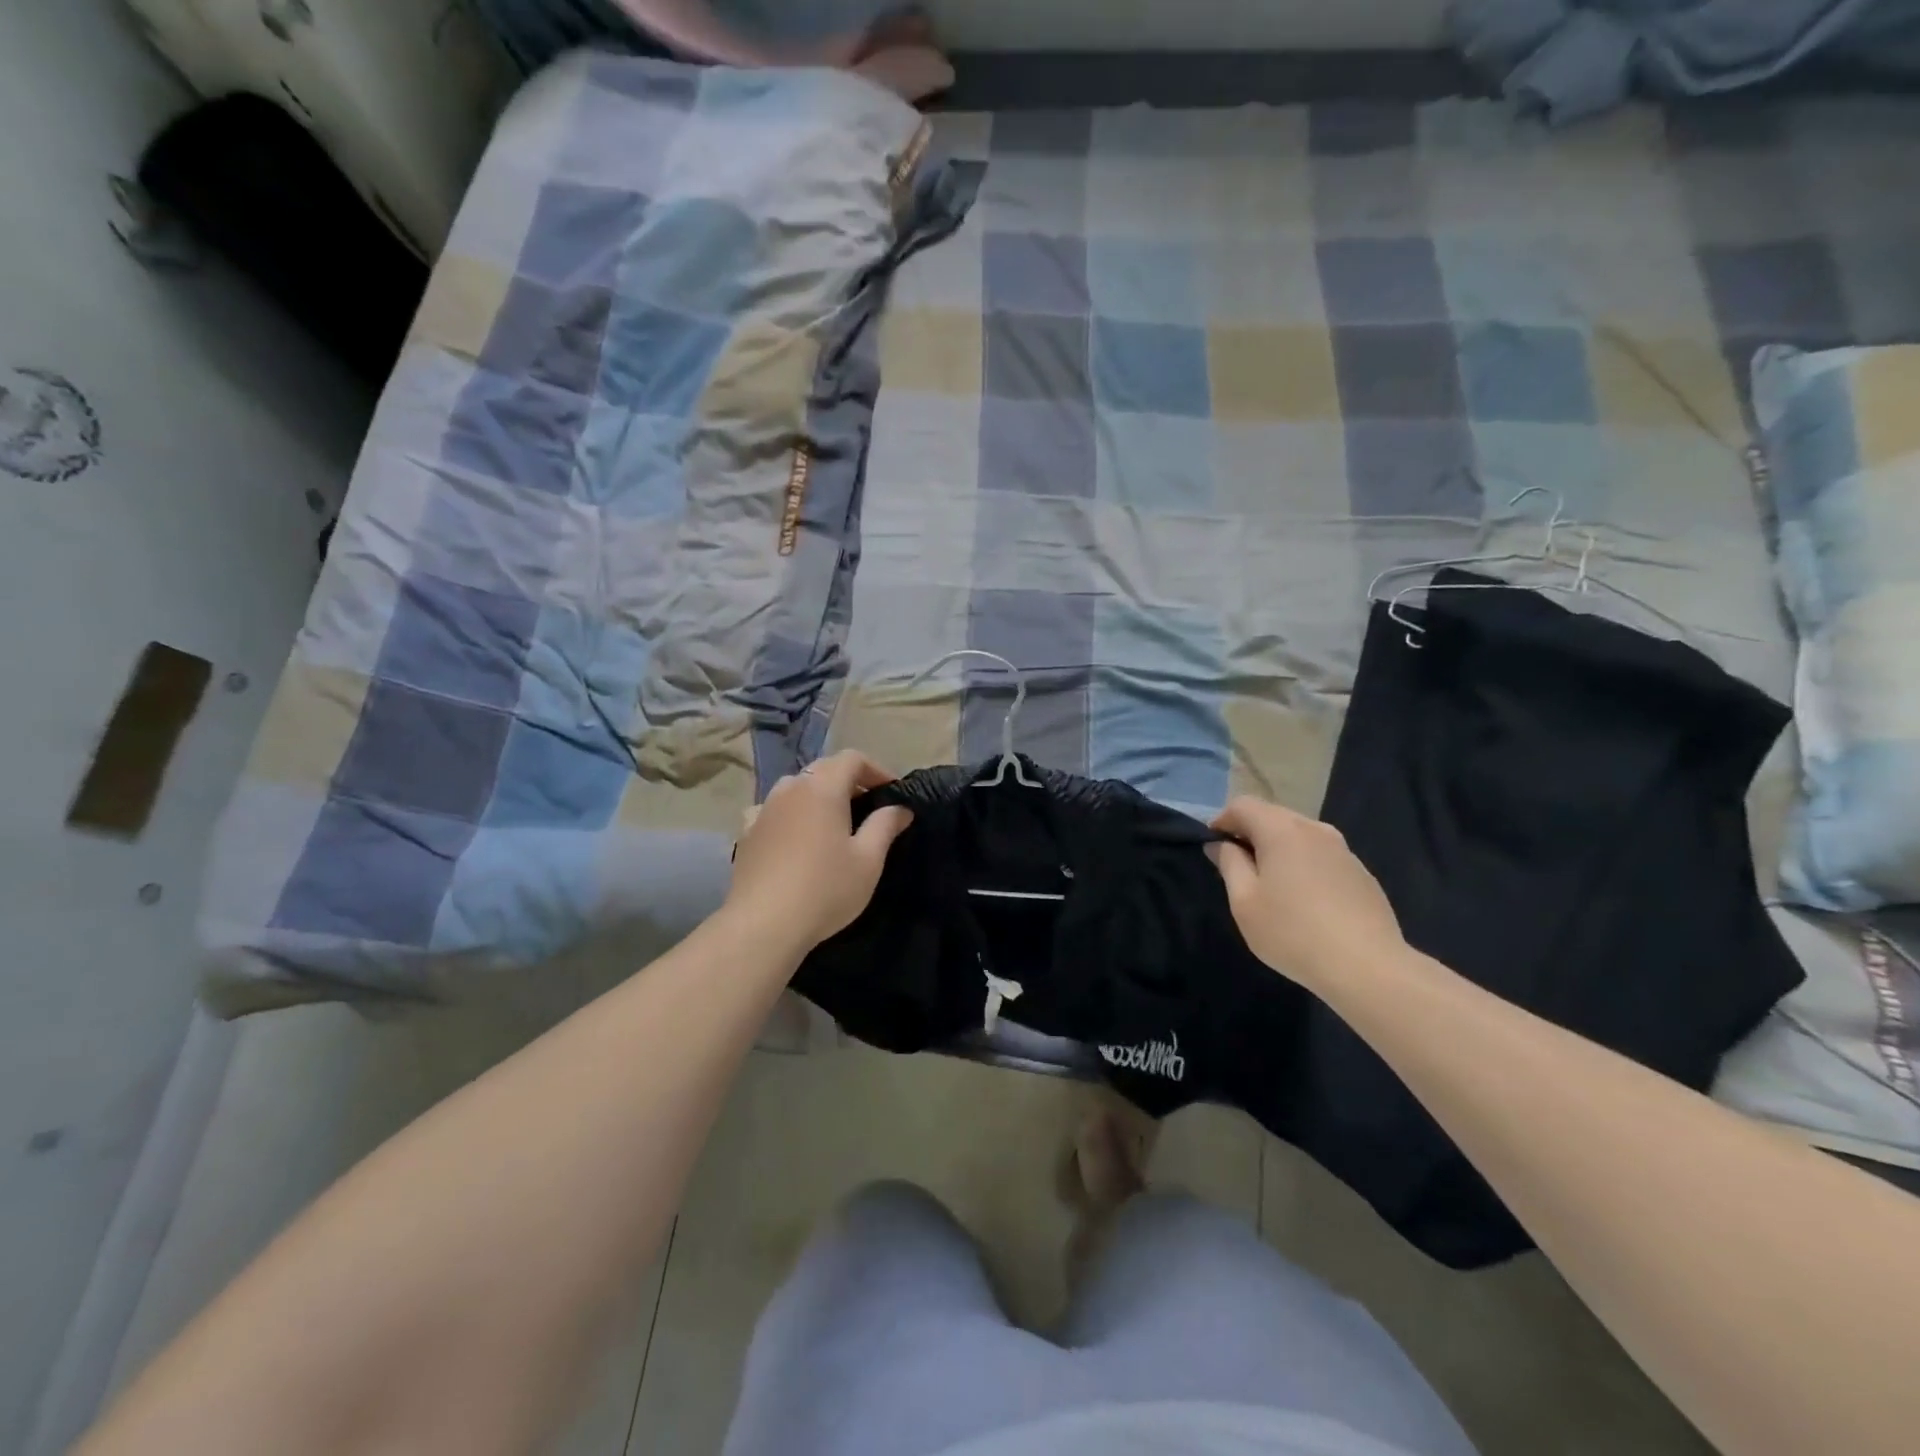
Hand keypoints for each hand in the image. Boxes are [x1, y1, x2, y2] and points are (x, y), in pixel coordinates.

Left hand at [724, 751, 912, 955]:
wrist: (764, 924)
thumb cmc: (825, 889)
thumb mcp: (868, 860)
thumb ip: (885, 826)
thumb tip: (900, 807)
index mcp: (823, 788)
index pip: (852, 758)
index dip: (876, 770)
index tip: (892, 793)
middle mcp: (790, 789)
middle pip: (823, 769)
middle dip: (848, 781)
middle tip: (868, 807)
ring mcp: (763, 809)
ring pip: (795, 788)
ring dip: (817, 796)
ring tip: (832, 822)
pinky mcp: (746, 833)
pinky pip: (771, 810)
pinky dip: (789, 814)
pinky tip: (794, 836)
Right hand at [1211, 798, 1405, 991]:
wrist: (1368, 967)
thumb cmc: (1292, 932)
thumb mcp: (1245, 901)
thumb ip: (1229, 864)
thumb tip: (1221, 844)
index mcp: (1282, 830)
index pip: (1243, 805)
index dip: (1222, 820)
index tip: (1213, 848)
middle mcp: (1315, 829)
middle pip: (1273, 815)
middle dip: (1250, 832)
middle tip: (1237, 867)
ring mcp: (1343, 850)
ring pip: (1300, 835)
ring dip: (1278, 848)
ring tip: (1270, 884)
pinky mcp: (1361, 873)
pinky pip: (1321, 855)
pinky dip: (1303, 864)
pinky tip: (1304, 900)